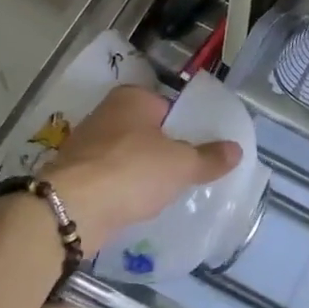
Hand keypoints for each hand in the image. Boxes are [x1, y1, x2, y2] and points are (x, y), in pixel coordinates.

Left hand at [31, 86, 240, 250]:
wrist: (71, 210)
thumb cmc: (132, 172)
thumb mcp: (182, 165)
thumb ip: (209, 157)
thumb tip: (236, 150)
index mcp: (132, 98)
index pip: (169, 106)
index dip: (186, 127)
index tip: (200, 149)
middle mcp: (106, 113)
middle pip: (146, 130)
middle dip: (163, 149)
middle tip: (186, 172)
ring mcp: (86, 145)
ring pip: (126, 155)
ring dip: (141, 171)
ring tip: (165, 193)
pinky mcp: (74, 175)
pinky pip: (109, 178)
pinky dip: (122, 189)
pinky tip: (136, 205)